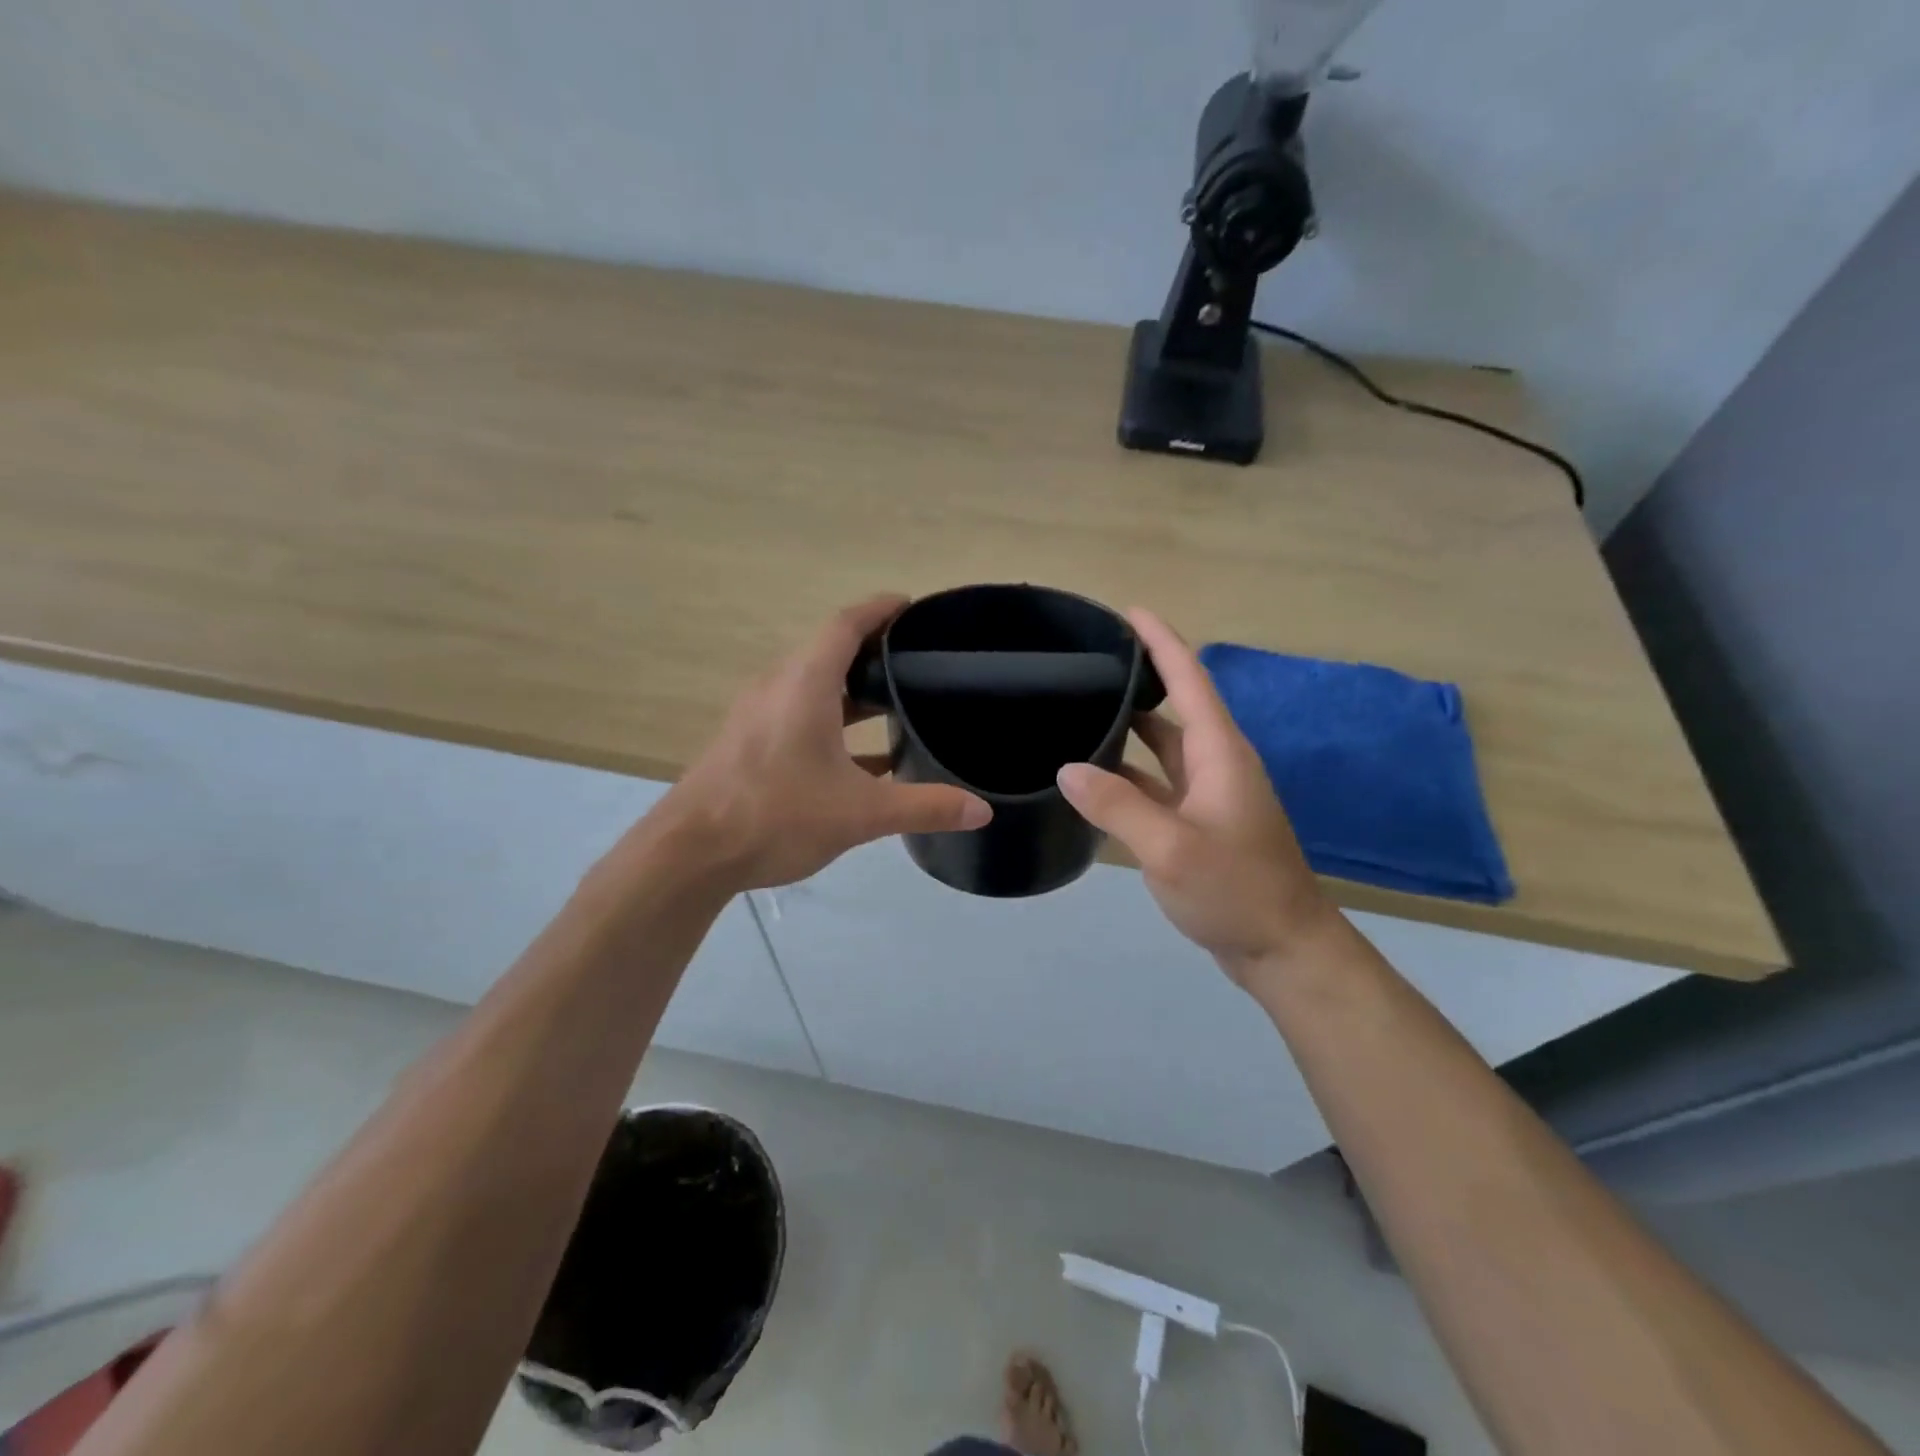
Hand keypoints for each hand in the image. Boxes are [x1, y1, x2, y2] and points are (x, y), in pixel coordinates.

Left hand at [654, 595, 991, 890]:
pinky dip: (833, 724)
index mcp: (805, 684)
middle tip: (920, 661)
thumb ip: (925, 807)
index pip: (845, 624)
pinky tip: (865, 760)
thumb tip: (982, 810)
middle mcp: (778, 688)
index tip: (913, 607)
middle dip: (874, 652)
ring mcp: (759, 716)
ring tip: (898, 703)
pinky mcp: (749, 744)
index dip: (880, 609)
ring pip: (814, 687)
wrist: (690, 853)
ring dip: (853, 691)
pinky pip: (799, 717)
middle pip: (829, 652)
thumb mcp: (860, 813)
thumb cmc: (776, 815)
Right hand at [1056, 609, 1338, 985]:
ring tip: (1083, 710)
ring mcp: (1209, 794)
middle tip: (1089, 663)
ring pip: (1164, 747)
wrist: (1282, 947)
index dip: (1161, 642)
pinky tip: (1095, 777)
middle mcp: (1216, 763)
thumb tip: (1067, 768)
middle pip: (1175, 707)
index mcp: (1219, 753)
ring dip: (1130, 728)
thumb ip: (1116, 806)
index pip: (1189, 679)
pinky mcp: (1200, 822)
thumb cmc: (1234, 890)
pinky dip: (1129, 773)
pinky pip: (1159, 782)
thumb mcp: (1169, 848)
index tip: (1130, 611)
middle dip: (1140, 679)